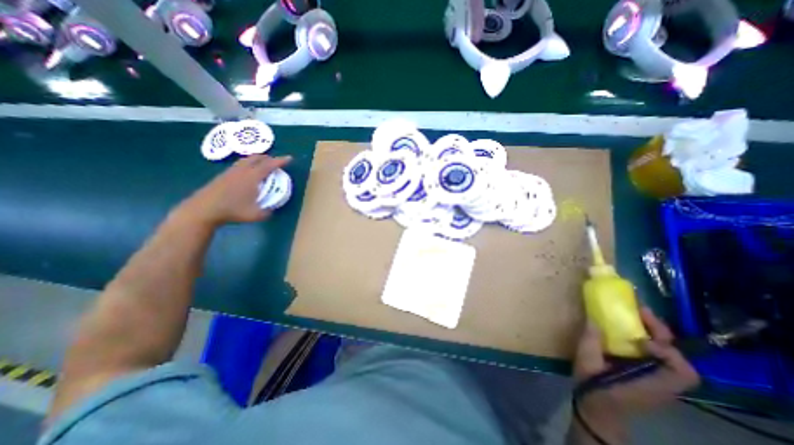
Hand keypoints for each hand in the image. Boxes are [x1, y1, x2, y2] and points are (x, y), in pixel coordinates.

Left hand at [178, 155, 292, 226]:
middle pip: (257, 158)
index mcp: (253, 177)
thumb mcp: (256, 215)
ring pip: (247, 160)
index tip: (290, 158)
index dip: (281, 161)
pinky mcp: (223, 175)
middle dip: (269, 158)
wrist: (204, 209)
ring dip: (258, 160)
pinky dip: (249, 164)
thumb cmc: (233, 210)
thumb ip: (267, 212)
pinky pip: (240, 164)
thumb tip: (272, 209)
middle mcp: (243, 170)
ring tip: (263, 166)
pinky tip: (248, 173)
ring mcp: (231, 171)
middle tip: (276, 163)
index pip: (269, 165)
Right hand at [574, 309, 696, 437]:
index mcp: (652, 383)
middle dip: (660, 332)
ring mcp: (658, 378)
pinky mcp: (649, 374)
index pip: (682, 371)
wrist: (599, 410)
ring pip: (669, 353)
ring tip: (635, 317)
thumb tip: (593, 319)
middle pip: (678, 357)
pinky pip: (657, 354)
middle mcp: (662, 381)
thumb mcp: (586, 364)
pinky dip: (648, 340)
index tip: (640, 340)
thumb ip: (590, 342)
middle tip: (640, 311)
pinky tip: (629, 331)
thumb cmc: (594, 388)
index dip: (666, 351)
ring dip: (654, 333)